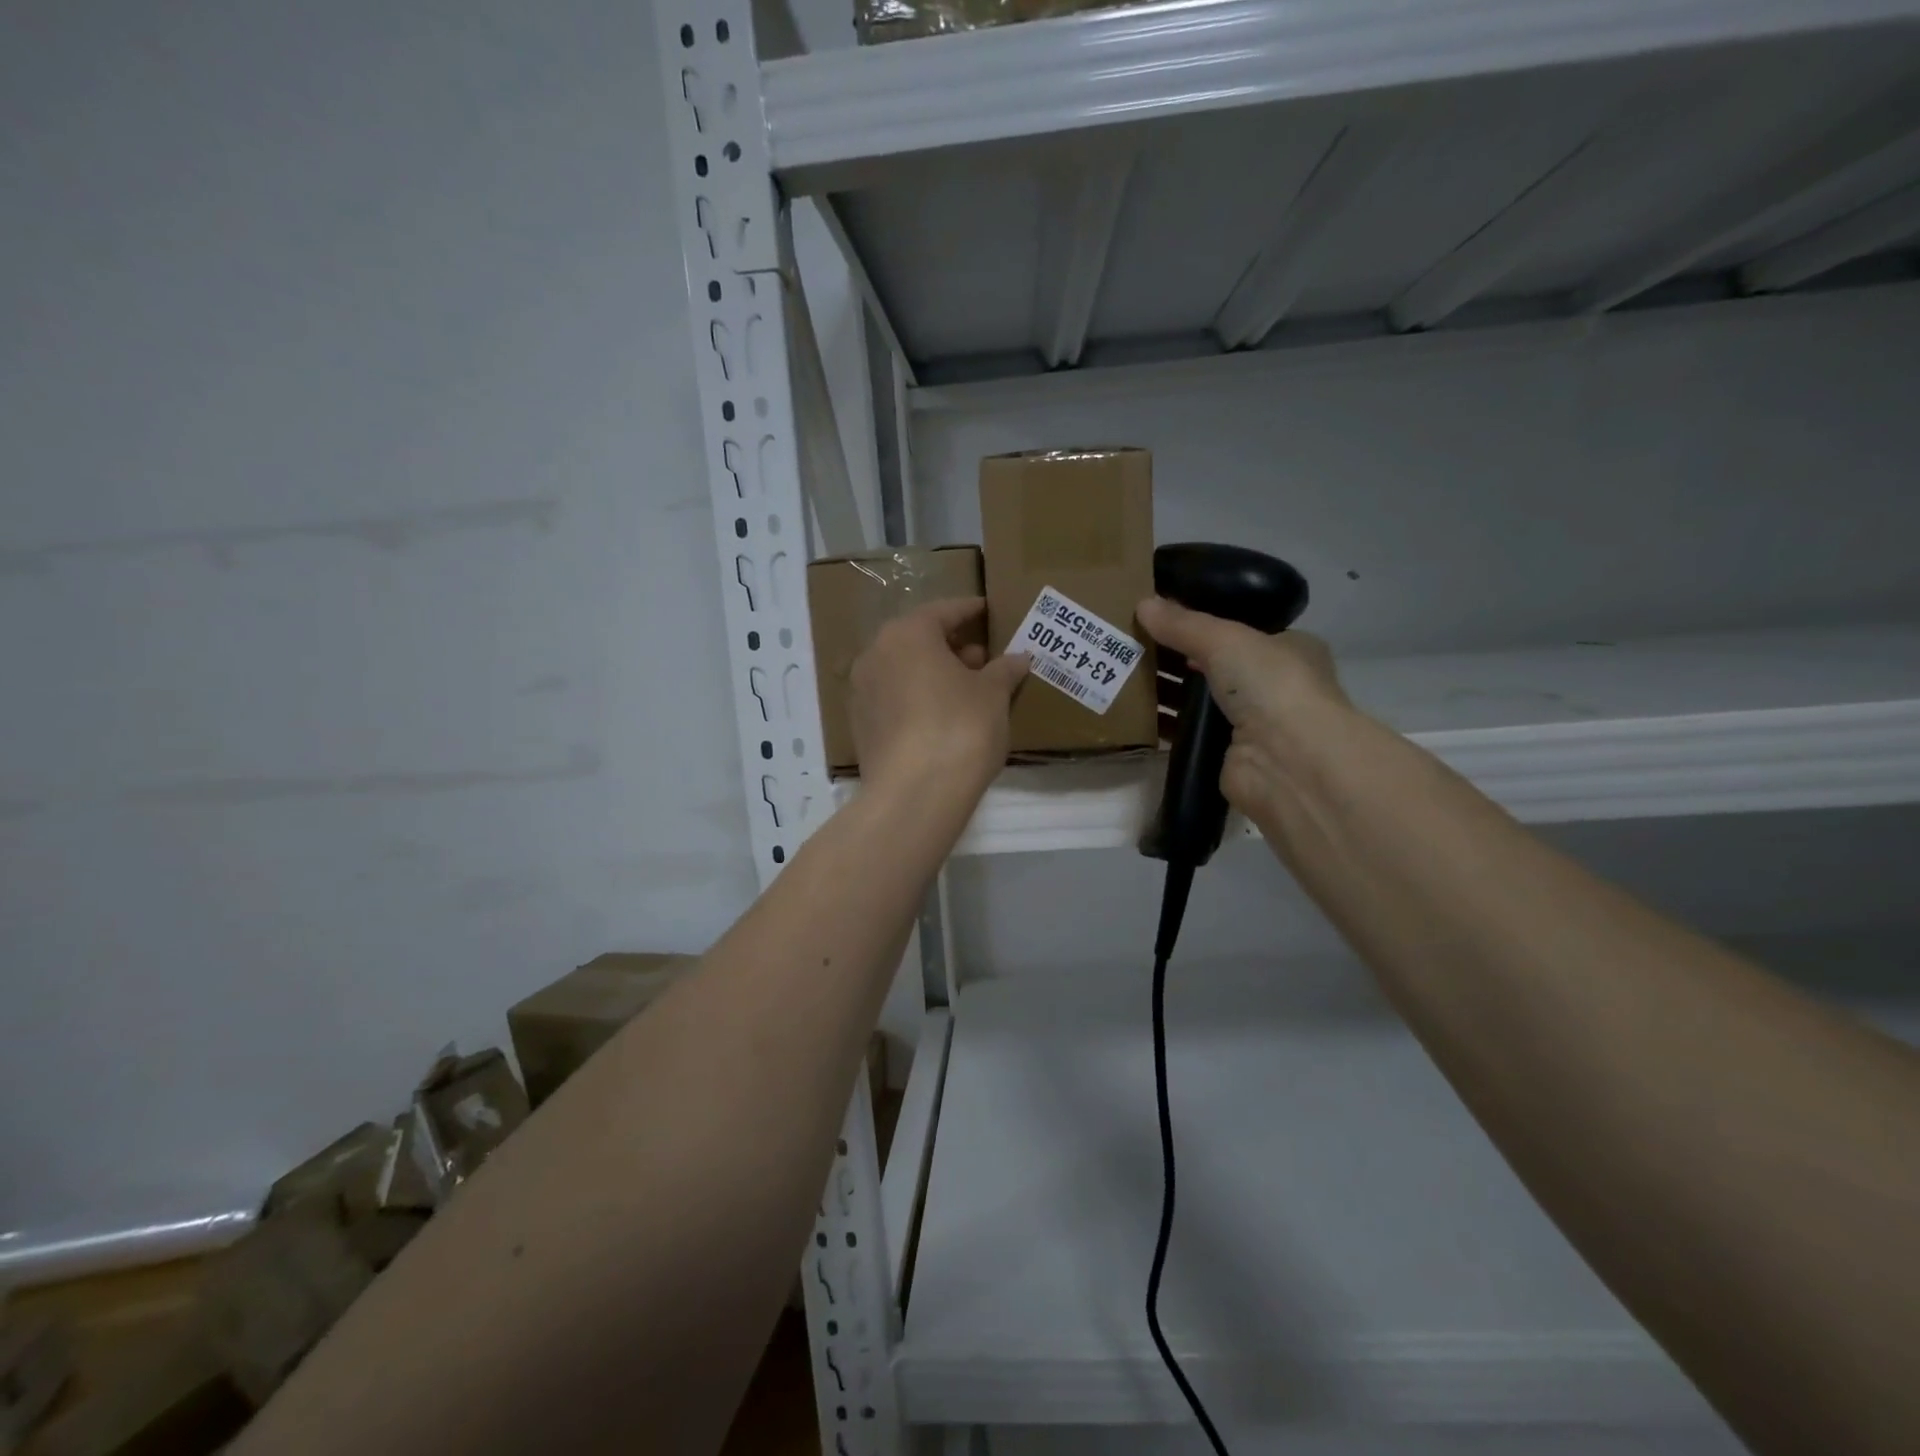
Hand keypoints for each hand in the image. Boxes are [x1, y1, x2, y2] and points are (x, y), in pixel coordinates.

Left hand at [849, 598, 1027, 800]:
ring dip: (934, 673)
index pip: (944, 611)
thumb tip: (1019, 659)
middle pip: (919, 639)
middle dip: (952, 645)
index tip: (988, 611)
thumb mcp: (993, 695)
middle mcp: (875, 654)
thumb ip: (1004, 670)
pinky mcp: (861, 726)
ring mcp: (862, 691)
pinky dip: (917, 698)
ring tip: (968, 688)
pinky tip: (943, 715)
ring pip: (904, 670)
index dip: (970, 611)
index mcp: (907, 634)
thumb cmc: (960, 728)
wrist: (914, 794)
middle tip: (983, 656)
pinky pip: (895, 699)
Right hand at [1136, 595, 1353, 824]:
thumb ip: (1183, 624)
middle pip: (1212, 663)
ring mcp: (1249, 722)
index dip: (1201, 622)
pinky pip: (1186, 731)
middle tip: (1131, 641)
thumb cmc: (1271, 685)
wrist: (1287, 761)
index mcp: (1287, 648)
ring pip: (1197, 698)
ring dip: (1164, 689)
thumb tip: (1142, 604)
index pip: (1239, 629)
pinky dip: (1162, 723)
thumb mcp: (1225, 639)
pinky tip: (1130, 710)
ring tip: (1121, 671)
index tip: (1160, 615)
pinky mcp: (1224, 752)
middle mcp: (1271, 684)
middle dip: (1174, 655)